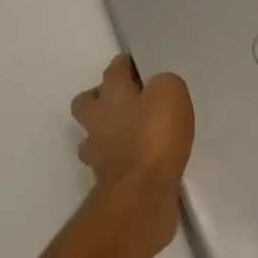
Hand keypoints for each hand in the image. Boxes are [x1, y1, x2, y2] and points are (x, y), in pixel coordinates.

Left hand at [70, 56, 194, 248]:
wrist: (140, 193)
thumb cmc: (154, 137)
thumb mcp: (170, 94)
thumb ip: (164, 84)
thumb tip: (157, 88)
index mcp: (112, 94)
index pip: (113, 70)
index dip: (124, 65)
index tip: (134, 64)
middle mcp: (97, 120)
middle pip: (86, 102)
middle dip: (100, 97)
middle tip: (125, 100)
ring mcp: (97, 152)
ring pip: (92, 134)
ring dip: (105, 131)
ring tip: (129, 133)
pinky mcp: (105, 180)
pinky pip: (108, 162)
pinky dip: (118, 158)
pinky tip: (136, 160)